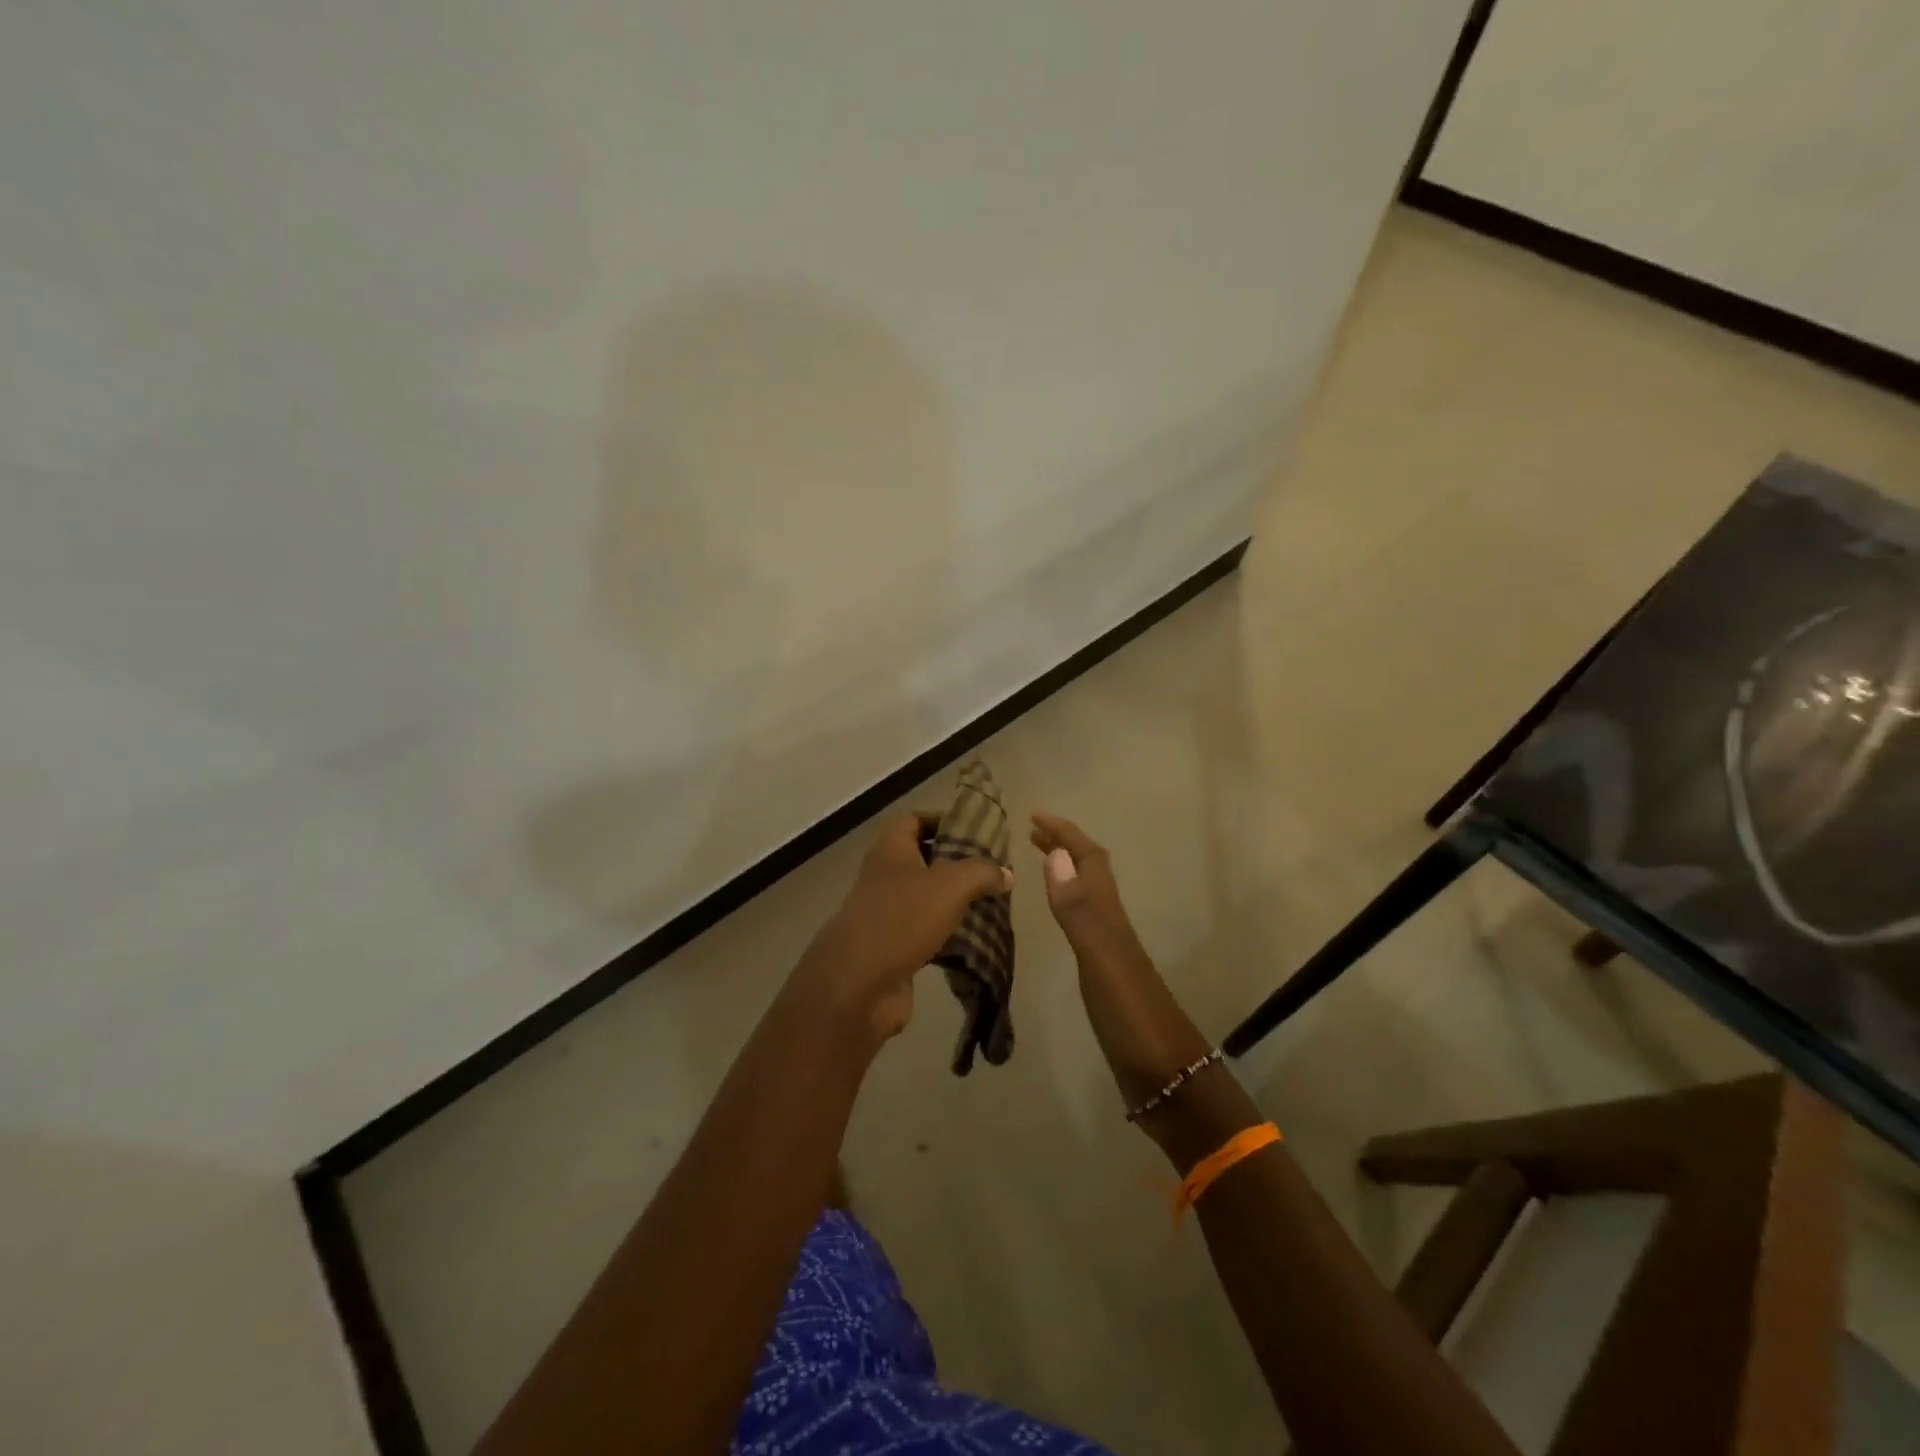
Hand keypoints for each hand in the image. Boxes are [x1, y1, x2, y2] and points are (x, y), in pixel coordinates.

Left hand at [795, 812, 1011, 1044]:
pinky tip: (974, 941)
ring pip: (925, 899)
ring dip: (954, 902)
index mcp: (891, 850)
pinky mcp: (891, 949)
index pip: (914, 820)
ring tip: (990, 905)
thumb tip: (1006, 873)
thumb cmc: (902, 918)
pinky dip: (947, 935)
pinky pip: (924, 933)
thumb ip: (981, 873)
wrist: (859, 984)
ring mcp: (885, 914)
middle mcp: (884, 877)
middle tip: (990, 872)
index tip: (974, 833)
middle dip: (955, 864)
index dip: (942, 821)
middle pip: (922, 860)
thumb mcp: (950, 885)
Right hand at [1031, 811, 1211, 1103]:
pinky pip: (1084, 924)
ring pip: (1089, 896)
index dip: (1065, 834)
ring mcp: (1111, 951)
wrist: (1167, 1075)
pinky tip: (1060, 918)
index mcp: (1110, 916)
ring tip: (1042, 862)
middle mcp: (1112, 925)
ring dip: (1067, 872)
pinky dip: (1068, 906)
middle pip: (1091, 872)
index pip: (1089, 859)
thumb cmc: (1131, 1016)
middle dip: (1065, 846)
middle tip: (1032, 832)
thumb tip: (1057, 854)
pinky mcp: (1106, 975)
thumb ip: (1078, 909)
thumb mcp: (1100, 959)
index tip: (1035, 816)